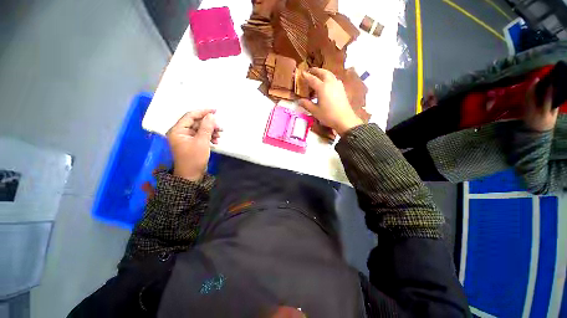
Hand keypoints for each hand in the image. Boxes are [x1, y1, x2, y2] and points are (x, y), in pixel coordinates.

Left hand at [166, 109, 220, 181]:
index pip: (190, 116)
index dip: (203, 112)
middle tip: (220, 128)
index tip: (215, 111)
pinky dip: (209, 137)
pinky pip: (201, 136)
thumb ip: (206, 127)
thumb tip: (211, 115)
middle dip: (209, 124)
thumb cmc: (194, 158)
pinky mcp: (192, 143)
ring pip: (200, 129)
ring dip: (211, 131)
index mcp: (178, 130)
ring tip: (220, 135)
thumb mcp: (201, 142)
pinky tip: (216, 141)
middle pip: (196, 123)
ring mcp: (187, 138)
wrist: (191, 175)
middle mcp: (181, 132)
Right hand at [298, 68, 362, 135]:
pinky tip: (328, 84)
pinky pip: (334, 79)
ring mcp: (337, 85)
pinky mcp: (342, 89)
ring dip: (323, 73)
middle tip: (310, 71)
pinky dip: (329, 78)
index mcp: (322, 88)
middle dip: (316, 70)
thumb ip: (307, 104)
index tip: (301, 73)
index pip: (312, 79)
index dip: (306, 76)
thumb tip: (299, 101)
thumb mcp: (315, 111)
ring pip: (330, 75)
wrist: (344, 119)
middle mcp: (330, 83)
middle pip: (323, 72)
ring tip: (318, 76)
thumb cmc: (328, 115)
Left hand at [524, 78, 557, 131]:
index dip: (549, 90)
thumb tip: (556, 94)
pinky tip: (531, 88)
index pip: (546, 99)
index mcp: (543, 113)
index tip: (551, 82)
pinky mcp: (522, 109)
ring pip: (527, 96)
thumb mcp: (552, 116)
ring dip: (530, 88)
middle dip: (534, 86)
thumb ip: (554, 106)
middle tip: (538, 78)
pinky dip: (528, 92)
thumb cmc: (546, 123)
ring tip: (535, 81)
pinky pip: (524, 99)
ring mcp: (526, 110)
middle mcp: (533, 111)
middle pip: (532, 96)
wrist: (534, 132)